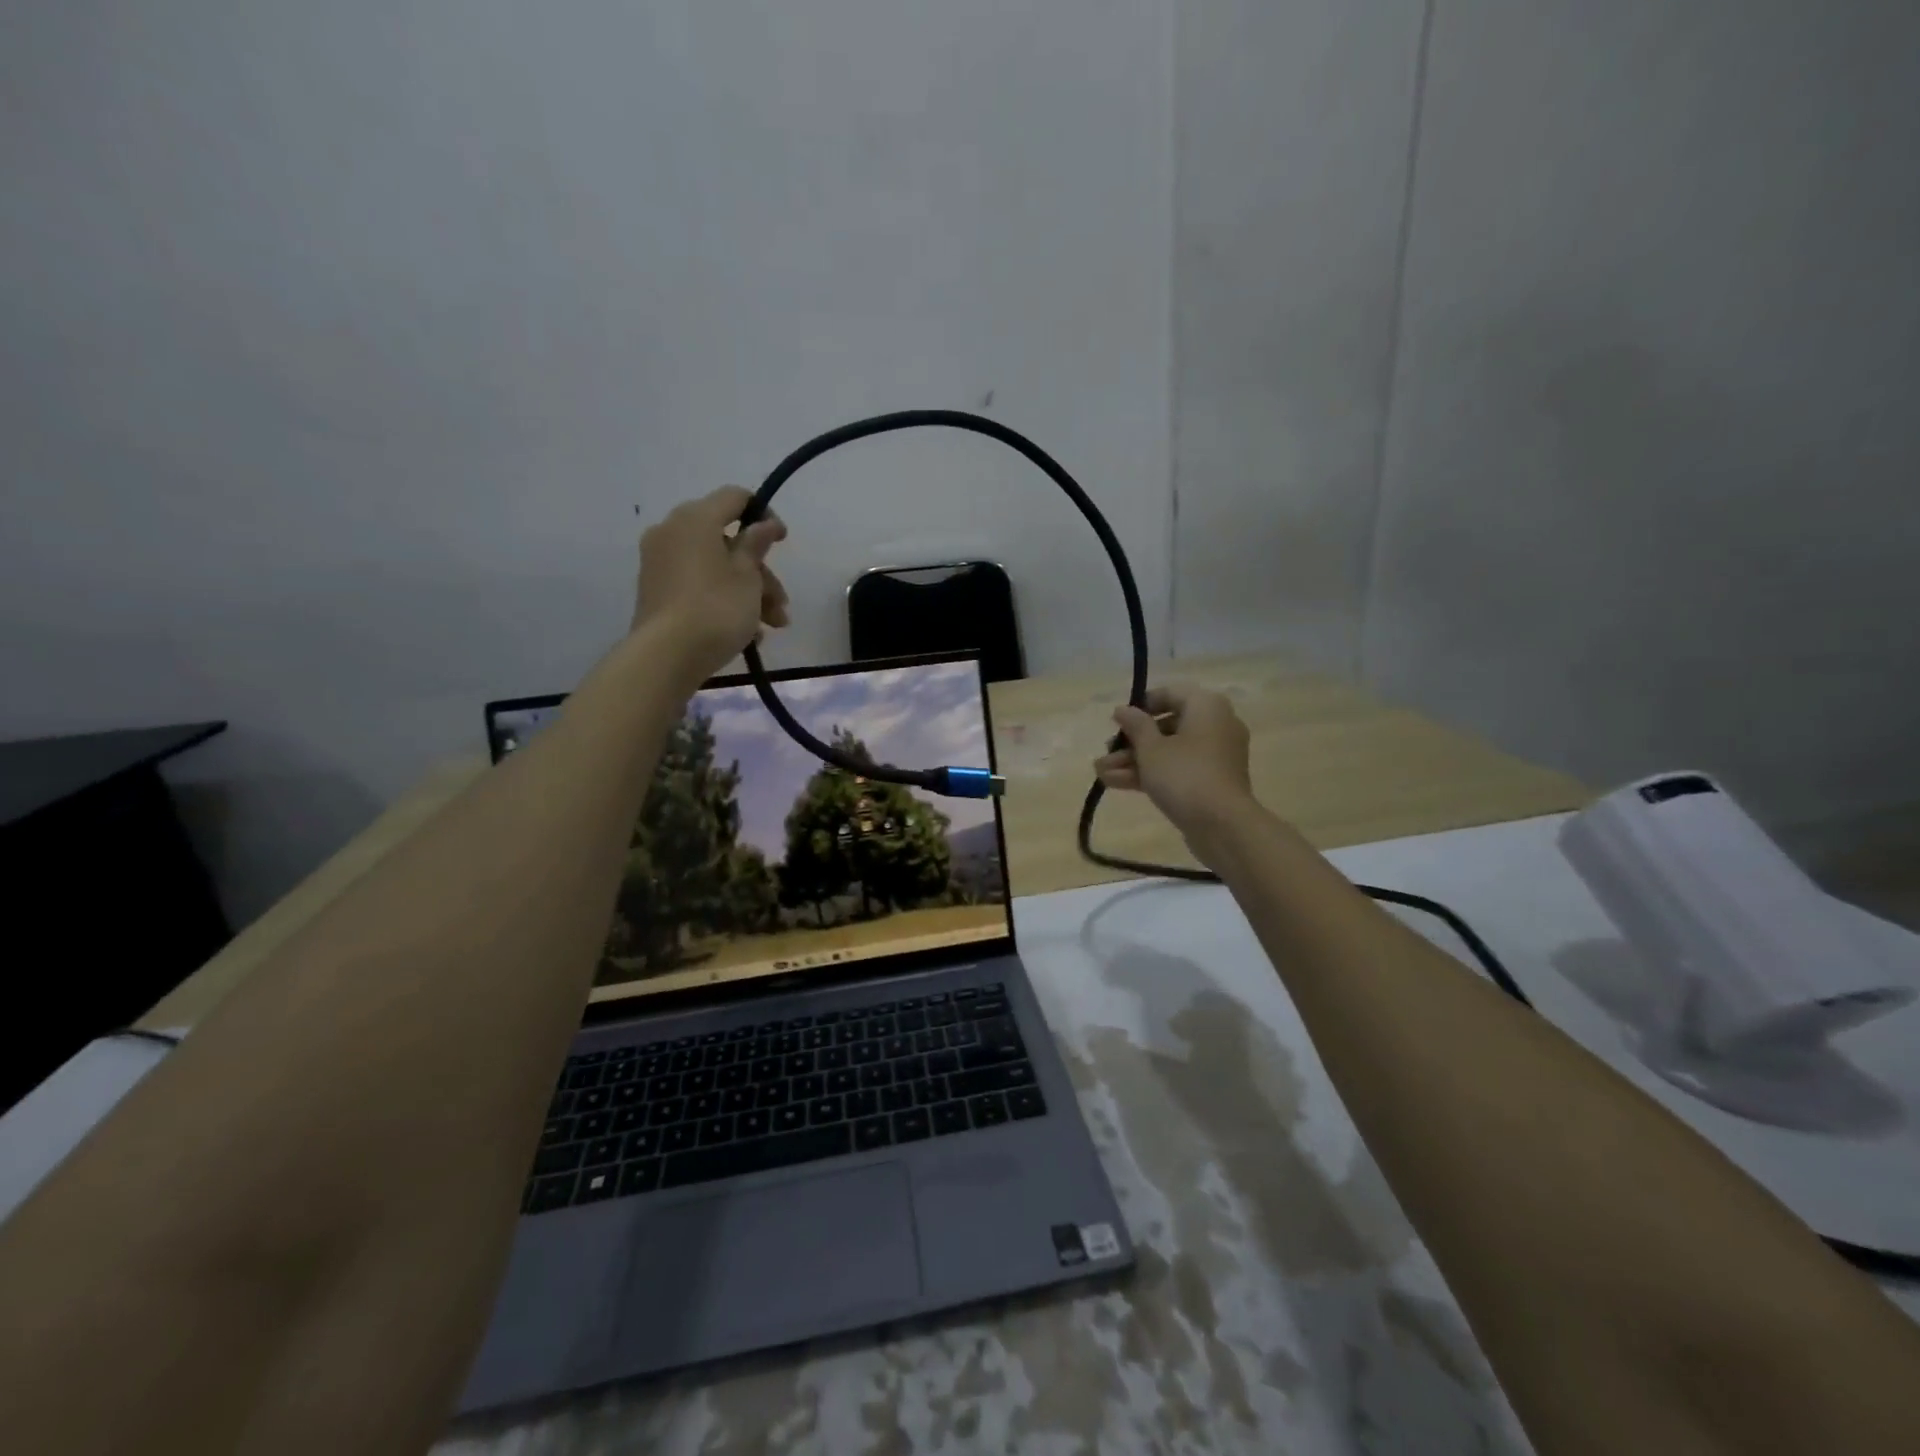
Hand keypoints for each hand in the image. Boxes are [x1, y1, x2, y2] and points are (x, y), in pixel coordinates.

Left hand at [633, 487, 789, 678]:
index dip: (764, 514)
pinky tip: (748, 634)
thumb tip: (764, 523)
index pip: (735, 497)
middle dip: (761, 573)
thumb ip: (757, 544)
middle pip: (727, 540)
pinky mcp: (657, 591)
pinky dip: (724, 601)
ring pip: (716, 567)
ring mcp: (660, 563)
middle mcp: (672, 532)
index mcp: (695, 519)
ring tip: (771, 628)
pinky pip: (699, 585)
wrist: (666, 656)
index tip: (783, 540)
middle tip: (782, 603)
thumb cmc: (716, 608)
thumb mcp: (748, 576)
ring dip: (749, 593)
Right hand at [1094, 685, 1254, 836]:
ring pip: (1169, 751)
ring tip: (1101, 772)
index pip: (1170, 694)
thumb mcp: (1150, 748)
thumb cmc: (1184, 775)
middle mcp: (1216, 725)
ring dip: (1134, 761)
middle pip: (1167, 726)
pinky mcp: (1211, 781)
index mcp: (1206, 706)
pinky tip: (1115, 783)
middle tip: (1106, 751)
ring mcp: (1215, 756)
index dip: (1140, 706)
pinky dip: (1151, 774)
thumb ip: (1134, 725)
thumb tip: (1123, 709)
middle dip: (1131, 741)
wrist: (1222, 825)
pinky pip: (1178, 769)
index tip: (1118, 720)